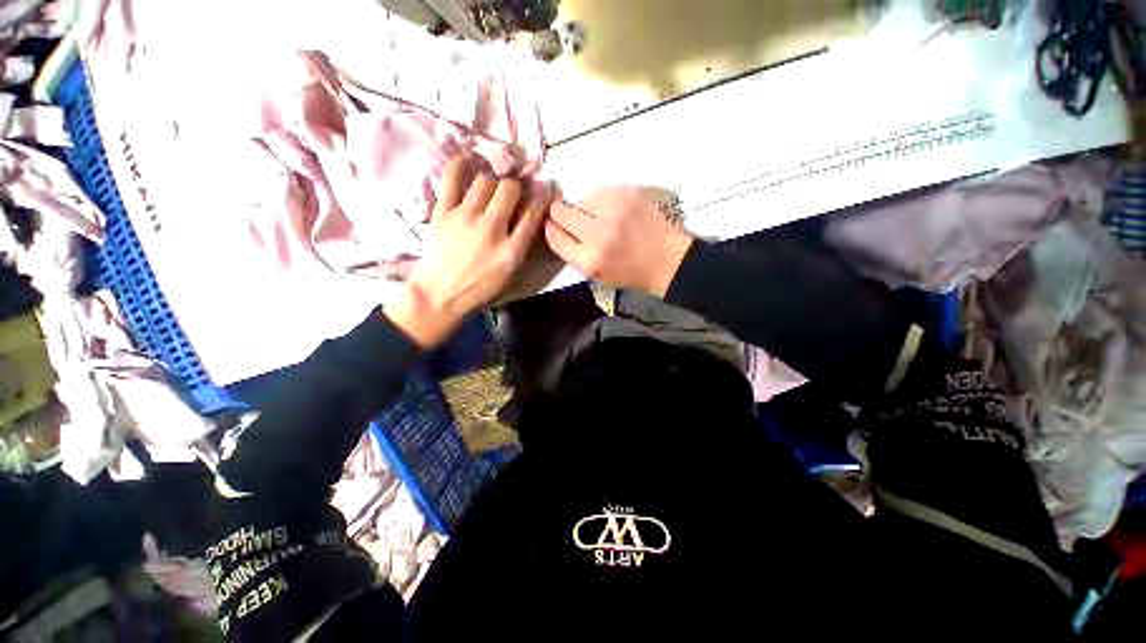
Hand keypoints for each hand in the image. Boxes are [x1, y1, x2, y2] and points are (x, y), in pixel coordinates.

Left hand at [386, 156, 550, 347]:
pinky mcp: (443, 213)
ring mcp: (465, 218)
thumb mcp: (511, 277)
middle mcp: (492, 229)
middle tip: (511, 191)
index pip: (532, 214)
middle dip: (515, 186)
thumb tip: (530, 220)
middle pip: (509, 189)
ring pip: (485, 180)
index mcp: (512, 251)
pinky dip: (460, 165)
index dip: (541, 197)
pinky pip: (452, 179)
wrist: (439, 296)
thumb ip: (523, 248)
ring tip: (490, 186)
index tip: (543, 188)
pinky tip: (468, 160)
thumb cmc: (480, 290)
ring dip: (492, 180)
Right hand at [546, 187, 693, 296]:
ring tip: (602, 218)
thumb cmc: (630, 273)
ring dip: (585, 208)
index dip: (552, 229)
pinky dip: (601, 200)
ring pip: (579, 198)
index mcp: (588, 260)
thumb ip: (572, 253)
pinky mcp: (626, 193)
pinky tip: (614, 211)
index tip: (555, 227)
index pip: (554, 235)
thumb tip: (554, 228)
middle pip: (560, 211)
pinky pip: (599, 190)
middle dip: (562, 215)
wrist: (667, 260)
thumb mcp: (596, 275)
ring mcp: (612, 210)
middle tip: (575, 220)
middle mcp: (597, 233)